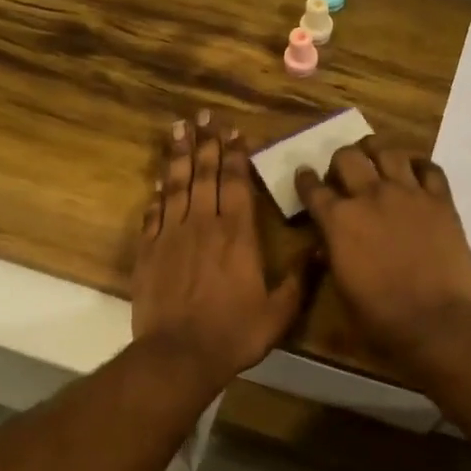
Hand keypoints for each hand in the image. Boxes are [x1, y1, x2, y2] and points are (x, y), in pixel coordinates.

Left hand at [132, 112, 305, 386]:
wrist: (179, 355)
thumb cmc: (234, 333)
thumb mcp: (279, 312)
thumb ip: (300, 280)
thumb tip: (321, 249)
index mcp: (238, 235)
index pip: (237, 183)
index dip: (236, 155)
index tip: (234, 131)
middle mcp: (204, 225)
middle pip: (205, 174)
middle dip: (206, 143)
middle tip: (204, 116)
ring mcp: (172, 235)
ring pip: (176, 185)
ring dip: (178, 155)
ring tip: (179, 128)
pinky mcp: (149, 251)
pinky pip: (153, 213)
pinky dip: (157, 194)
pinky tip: (159, 180)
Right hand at [294, 139, 470, 366]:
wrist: (437, 321)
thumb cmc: (380, 317)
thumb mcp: (341, 289)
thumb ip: (332, 256)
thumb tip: (327, 243)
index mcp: (338, 221)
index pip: (312, 187)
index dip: (305, 179)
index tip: (304, 175)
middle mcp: (370, 196)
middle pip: (347, 157)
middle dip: (340, 161)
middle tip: (343, 173)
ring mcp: (408, 194)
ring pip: (387, 151)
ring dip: (376, 152)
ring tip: (376, 159)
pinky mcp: (441, 200)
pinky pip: (429, 167)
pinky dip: (418, 166)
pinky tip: (414, 173)